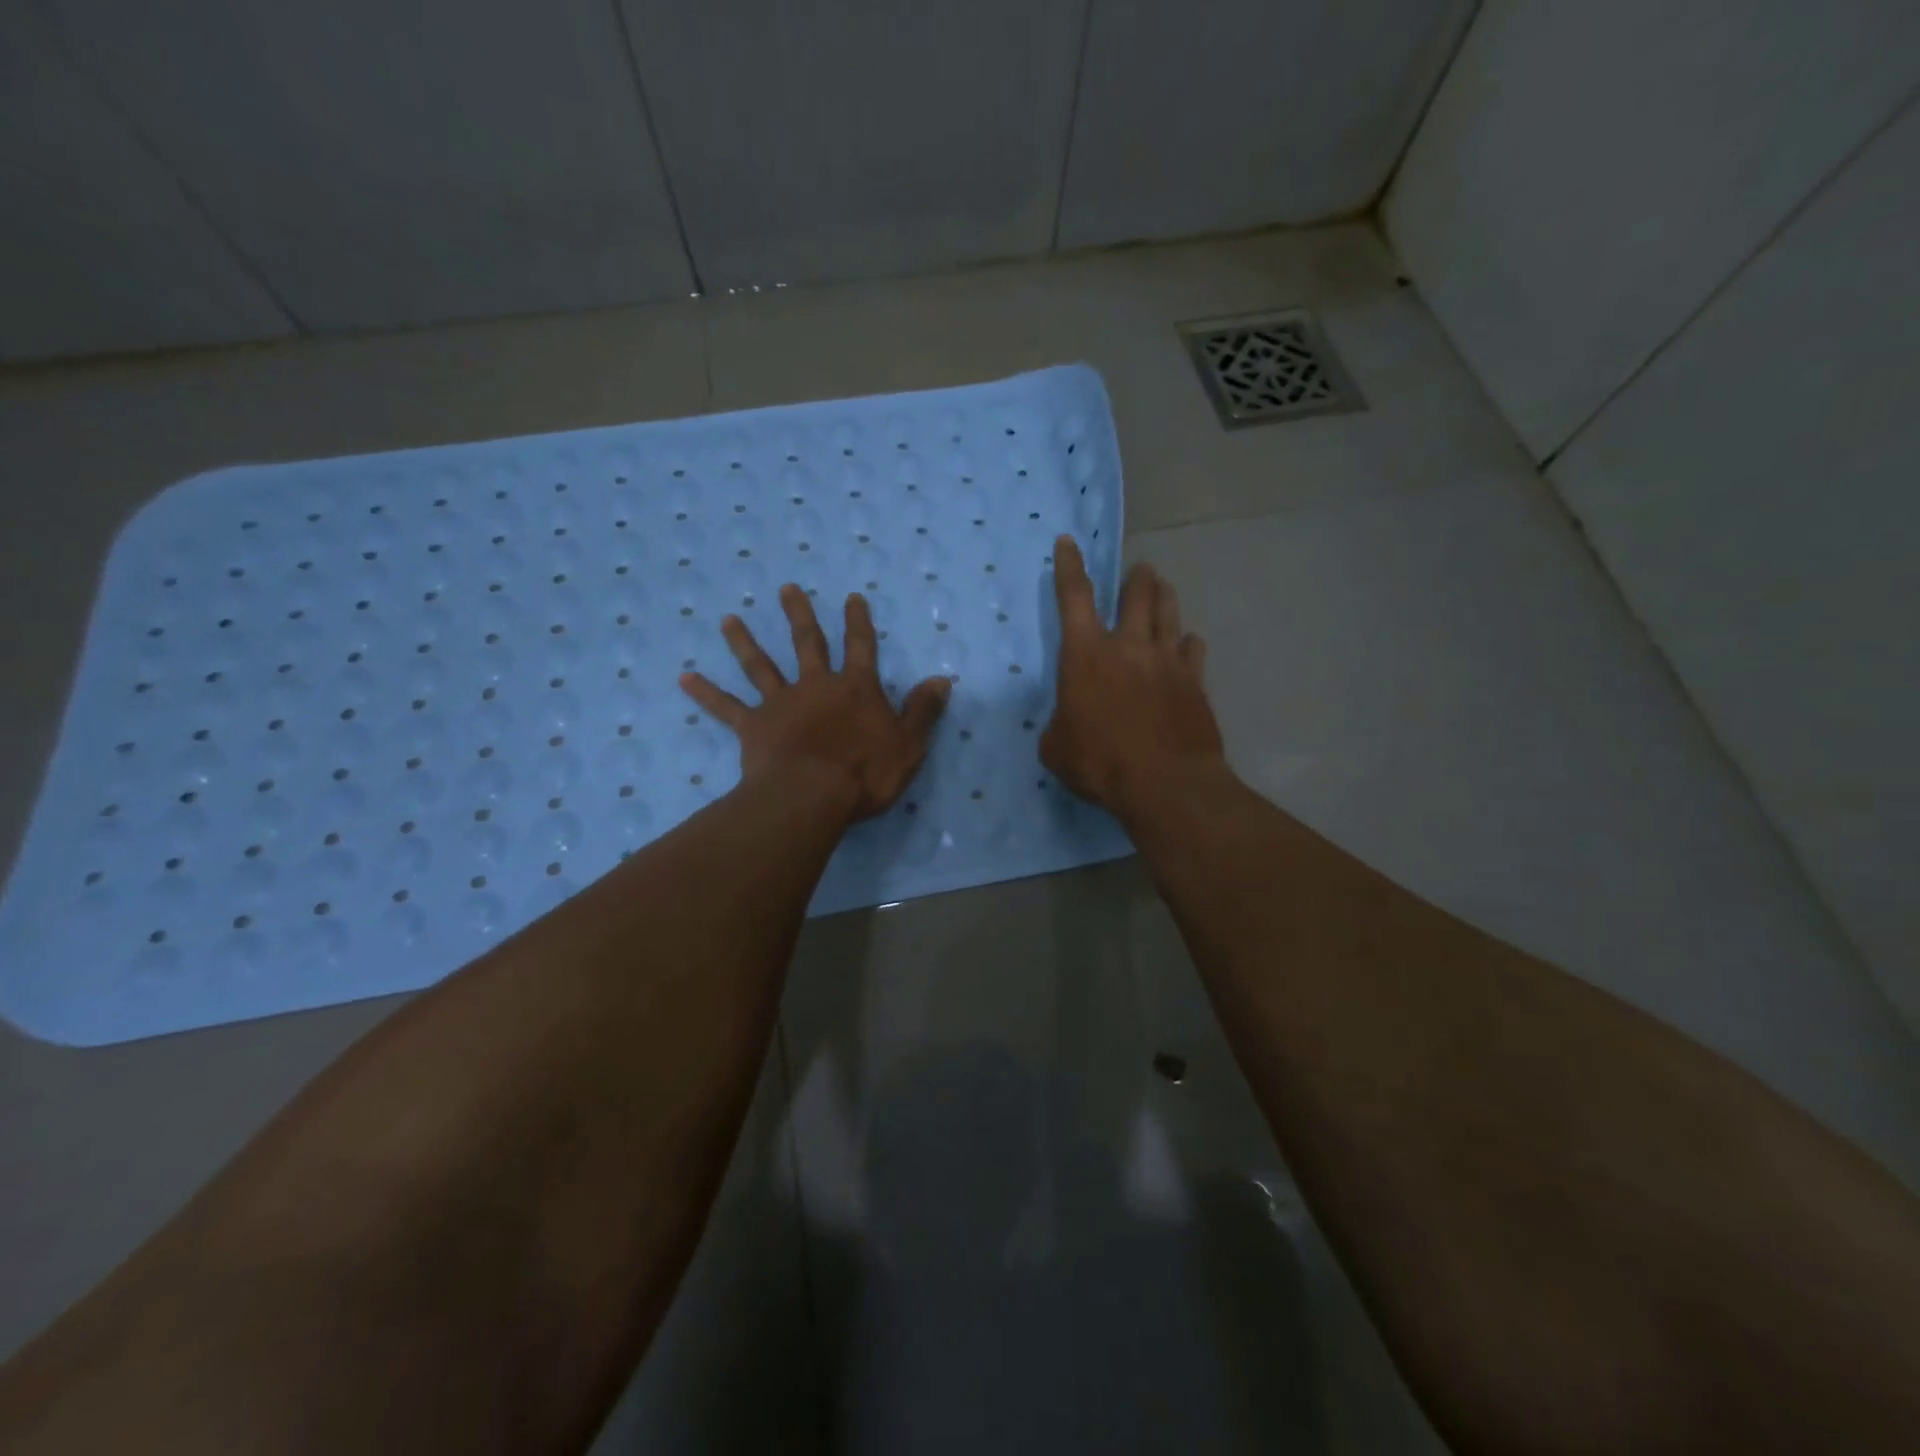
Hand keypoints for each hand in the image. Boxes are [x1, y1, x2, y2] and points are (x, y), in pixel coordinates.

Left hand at [679, 584, 950, 822]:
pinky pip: (726, 708)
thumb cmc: (865, 772)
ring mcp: (781, 703)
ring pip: (760, 666)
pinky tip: (684, 678)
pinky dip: (705, 693)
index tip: (852, 597)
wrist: (812, 795)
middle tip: (786, 588)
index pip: (861, 647)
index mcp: (855, 689)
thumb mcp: (908, 744)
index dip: (858, 622)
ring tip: (728, 619)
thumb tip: (942, 679)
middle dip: (799, 614)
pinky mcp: (753, 727)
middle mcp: (816, 686)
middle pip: (807, 643)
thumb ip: (923, 710)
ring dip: (744, 642)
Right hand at [1041, 536, 1224, 818]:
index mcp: (1086, 654)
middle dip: (1136, 576)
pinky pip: (1193, 649)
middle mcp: (1129, 646)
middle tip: (1138, 570)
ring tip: (1161, 588)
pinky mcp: (1195, 681)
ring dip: (1163, 596)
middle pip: (1136, 593)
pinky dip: (1187, 642)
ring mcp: (1167, 661)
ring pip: (1169, 612)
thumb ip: (1059, 725)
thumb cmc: (1100, 763)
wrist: (1166, 785)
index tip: (1068, 541)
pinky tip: (1187, 645)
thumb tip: (1068, 722)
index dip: (1069, 566)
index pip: (1074, 597)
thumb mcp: (1056, 747)